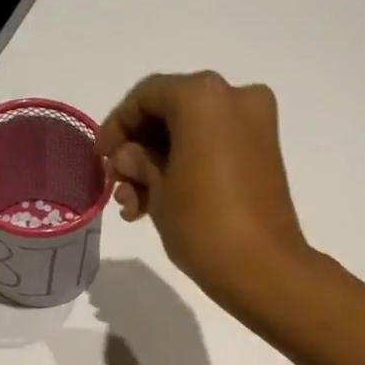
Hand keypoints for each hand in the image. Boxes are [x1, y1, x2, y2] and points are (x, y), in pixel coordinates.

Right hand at [98, 71, 315, 322]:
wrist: (263, 269)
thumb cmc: (203, 226)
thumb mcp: (158, 193)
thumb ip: (138, 164)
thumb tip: (128, 156)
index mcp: (202, 96)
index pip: (147, 96)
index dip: (117, 125)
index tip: (100, 158)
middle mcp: (234, 97)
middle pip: (172, 112)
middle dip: (140, 148)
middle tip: (119, 185)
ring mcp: (255, 124)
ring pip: (193, 133)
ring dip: (160, 164)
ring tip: (135, 206)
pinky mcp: (264, 153)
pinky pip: (216, 147)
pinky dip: (189, 166)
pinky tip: (161, 202)